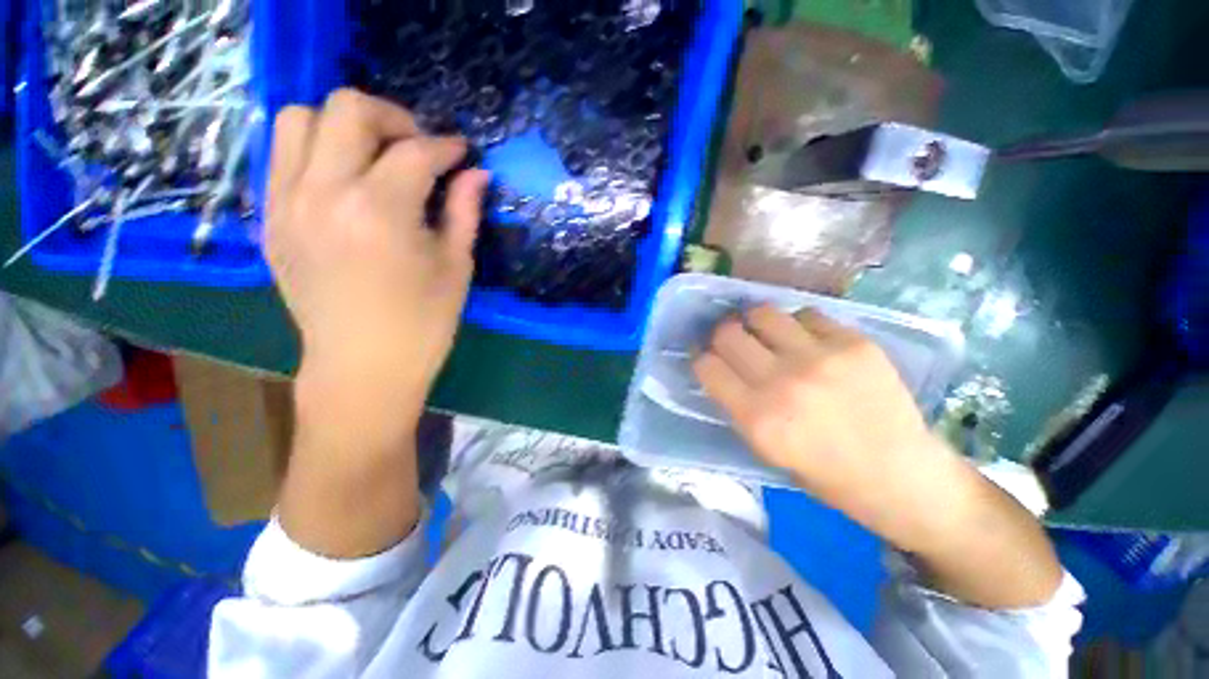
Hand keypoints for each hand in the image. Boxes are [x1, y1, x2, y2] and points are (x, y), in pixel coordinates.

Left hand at [267, 88, 489, 424]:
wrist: (363, 366)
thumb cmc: (424, 323)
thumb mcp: (456, 267)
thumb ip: (464, 211)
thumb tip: (477, 174)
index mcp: (380, 212)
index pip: (414, 151)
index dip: (446, 146)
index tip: (461, 153)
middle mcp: (324, 193)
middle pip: (346, 108)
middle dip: (392, 117)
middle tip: (417, 146)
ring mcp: (286, 204)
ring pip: (299, 118)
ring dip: (343, 125)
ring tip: (374, 157)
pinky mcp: (271, 219)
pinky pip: (282, 156)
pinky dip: (315, 150)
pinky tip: (345, 180)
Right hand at [692, 306, 942, 548]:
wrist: (901, 476)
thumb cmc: (825, 474)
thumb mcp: (765, 448)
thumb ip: (737, 405)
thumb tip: (720, 367)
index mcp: (757, 418)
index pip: (706, 365)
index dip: (701, 357)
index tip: (707, 356)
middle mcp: (783, 382)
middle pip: (727, 333)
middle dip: (722, 335)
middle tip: (731, 340)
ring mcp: (821, 358)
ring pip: (763, 313)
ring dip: (756, 322)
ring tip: (766, 333)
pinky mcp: (854, 343)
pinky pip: (807, 314)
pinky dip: (798, 324)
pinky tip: (807, 340)